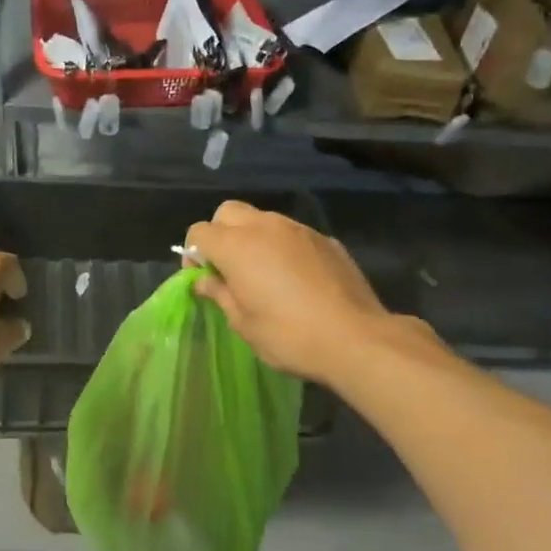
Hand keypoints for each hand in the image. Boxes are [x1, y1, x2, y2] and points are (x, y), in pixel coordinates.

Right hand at [184, 202, 422, 386]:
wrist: (356, 338)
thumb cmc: (288, 335)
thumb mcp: (243, 323)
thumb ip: (220, 294)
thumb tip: (205, 281)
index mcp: (236, 246)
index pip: (199, 231)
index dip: (194, 253)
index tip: (203, 278)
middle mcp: (264, 227)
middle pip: (229, 212)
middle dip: (220, 233)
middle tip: (228, 268)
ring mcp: (298, 229)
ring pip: (263, 219)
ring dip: (253, 238)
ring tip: (263, 273)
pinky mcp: (326, 239)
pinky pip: (293, 234)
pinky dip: (284, 247)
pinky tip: (296, 278)